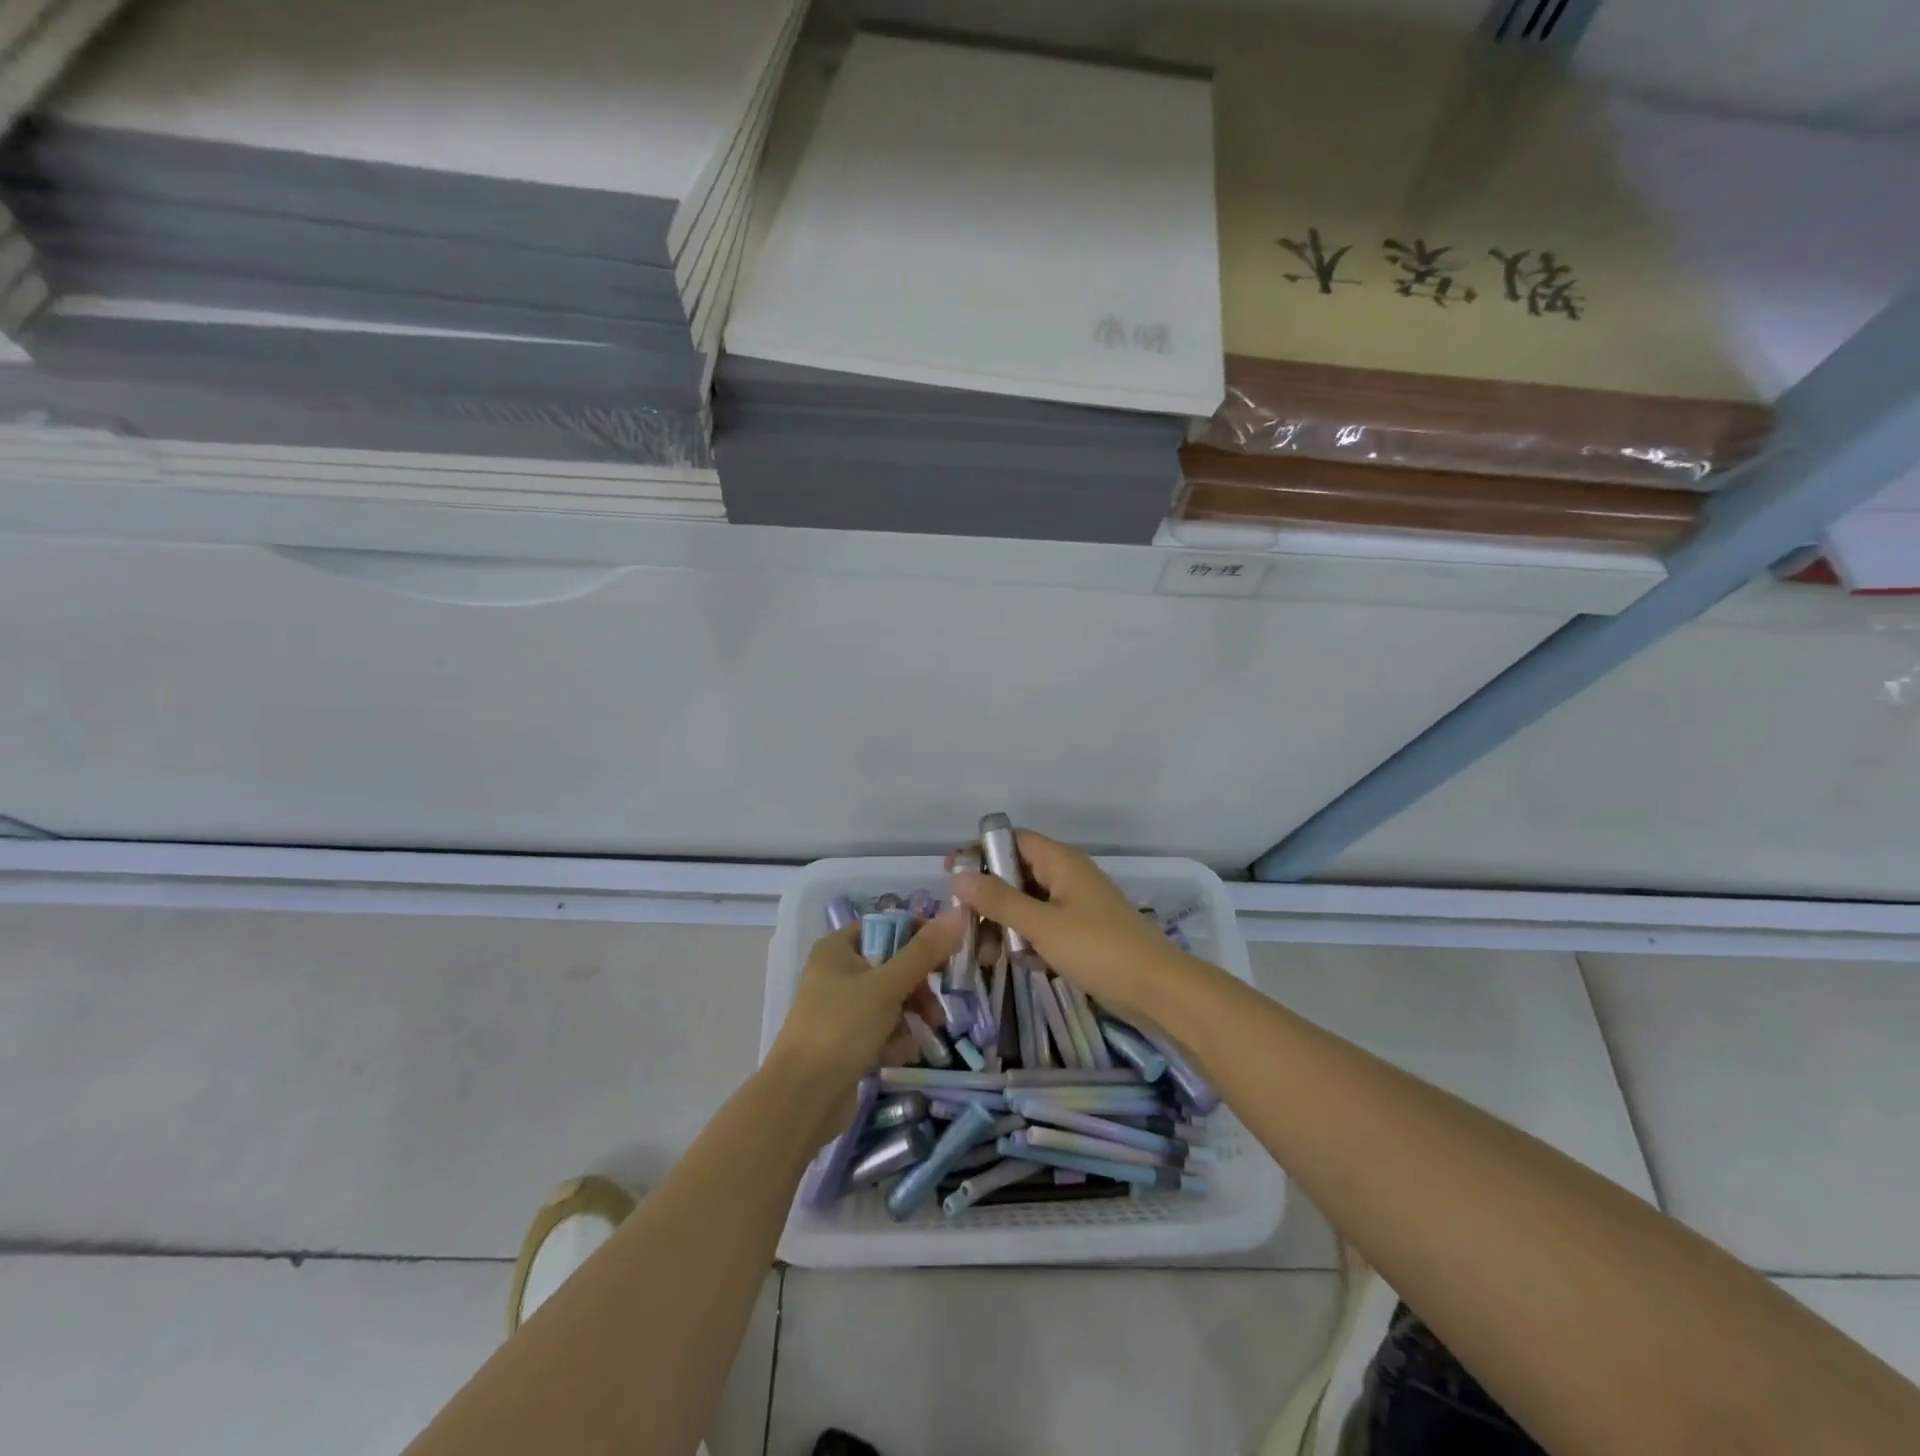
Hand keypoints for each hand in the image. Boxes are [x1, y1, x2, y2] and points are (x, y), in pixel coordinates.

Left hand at [767, 911, 962, 1096]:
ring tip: (930, 1031)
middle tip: (939, 1000)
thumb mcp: (887, 985)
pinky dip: (895, 1039)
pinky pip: (882, 1029)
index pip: (887, 926)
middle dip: (919, 985)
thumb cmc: (842, 1028)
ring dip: (912, 1015)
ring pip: (891, 999)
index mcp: (838, 948)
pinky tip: (899, 1055)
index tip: (947, 953)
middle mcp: (838, 972)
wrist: (803, 1099)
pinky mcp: (847, 1041)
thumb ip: (924, 952)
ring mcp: (841, 1009)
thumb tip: (957, 913)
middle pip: (893, 965)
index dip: (918, 935)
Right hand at [949, 830, 1198, 1024]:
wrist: (1157, 989)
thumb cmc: (1098, 949)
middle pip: (1018, 871)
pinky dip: (1026, 937)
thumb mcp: (1042, 925)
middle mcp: (1068, 875)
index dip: (981, 852)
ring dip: (1005, 921)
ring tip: (982, 950)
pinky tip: (1013, 960)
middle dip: (989, 895)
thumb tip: (958, 876)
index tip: (951, 874)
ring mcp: (1077, 904)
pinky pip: (1044, 924)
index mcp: (1062, 861)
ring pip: (1029, 901)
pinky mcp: (1082, 931)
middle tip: (963, 921)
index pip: (1013, 840)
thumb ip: (999, 900)